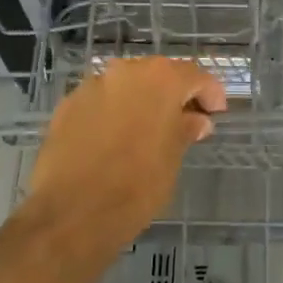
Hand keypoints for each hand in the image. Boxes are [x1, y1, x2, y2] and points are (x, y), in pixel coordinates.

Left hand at [19, 57, 226, 257]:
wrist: (72, 211)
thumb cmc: (136, 186)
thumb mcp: (173, 159)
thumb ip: (185, 131)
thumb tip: (195, 120)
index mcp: (160, 80)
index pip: (195, 76)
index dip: (210, 94)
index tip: (216, 114)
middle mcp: (124, 71)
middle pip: (158, 75)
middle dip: (174, 94)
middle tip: (185, 120)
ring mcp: (92, 86)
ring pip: (126, 86)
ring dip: (141, 102)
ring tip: (148, 131)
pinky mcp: (67, 106)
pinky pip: (101, 101)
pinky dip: (114, 113)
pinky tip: (116, 140)